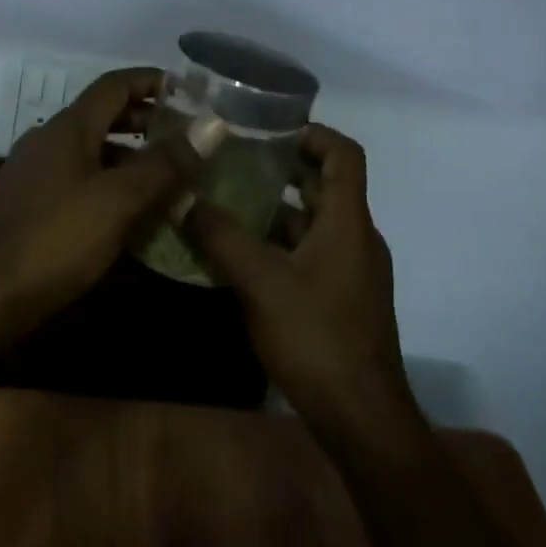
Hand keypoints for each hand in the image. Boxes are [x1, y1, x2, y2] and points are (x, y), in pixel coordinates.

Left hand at [0, 67, 199, 342]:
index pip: (115, 85)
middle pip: (102, 116)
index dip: (152, 81)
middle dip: (145, 120)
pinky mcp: (28, 207)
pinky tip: (129, 213)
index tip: (190, 90)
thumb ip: (165, 164)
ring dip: (129, 156)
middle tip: (186, 135)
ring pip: (91, 151)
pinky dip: (109, 184)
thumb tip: (212, 125)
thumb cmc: (52, 241)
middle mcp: (47, 141)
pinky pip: (77, 180)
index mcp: (67, 128)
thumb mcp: (118, 201)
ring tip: (168, 175)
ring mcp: (33, 175)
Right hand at [185, 125, 420, 439]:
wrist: (361, 417)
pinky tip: (241, 254)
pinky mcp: (342, 296)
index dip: (311, 133)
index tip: (269, 130)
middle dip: (281, 169)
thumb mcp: (260, 282)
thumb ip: (221, 237)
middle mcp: (356, 237)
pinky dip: (280, 242)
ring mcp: (351, 269)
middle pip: (324, 185)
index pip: (344, 154)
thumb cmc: (316, 337)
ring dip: (276, 208)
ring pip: (313, 222)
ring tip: (227, 201)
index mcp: (348, 221)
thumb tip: (184, 199)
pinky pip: (311, 252)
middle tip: (234, 160)